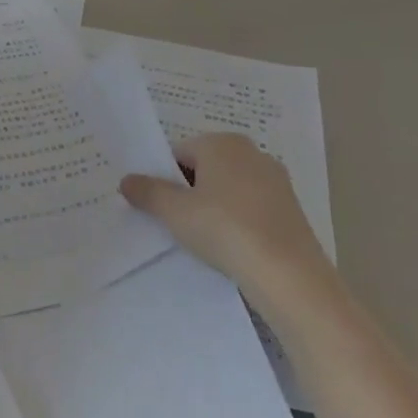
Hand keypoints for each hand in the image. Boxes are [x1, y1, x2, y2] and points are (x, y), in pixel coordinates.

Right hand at [120, 133, 339, 321]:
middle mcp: (252, 152)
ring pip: (228, 188)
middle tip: (175, 222)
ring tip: (203, 238)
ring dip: (212, 207)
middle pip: (204, 168)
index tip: (158, 206)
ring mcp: (276, 180)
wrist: (288, 275)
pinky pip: (250, 207)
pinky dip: (236, 220)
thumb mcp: (174, 212)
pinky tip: (231, 246)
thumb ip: (147, 192)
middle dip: (188, 191)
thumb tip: (127, 180)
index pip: (179, 153)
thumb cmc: (224, 229)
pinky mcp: (290, 208)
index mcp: (222, 143)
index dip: (163, 179)